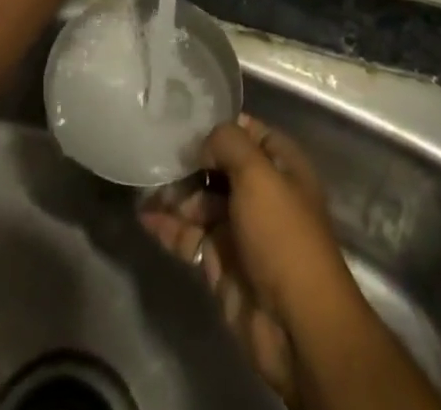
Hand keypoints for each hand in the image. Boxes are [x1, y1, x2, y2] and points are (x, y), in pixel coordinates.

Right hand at [141, 116, 360, 405]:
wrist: (295, 325)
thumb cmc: (281, 235)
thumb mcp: (257, 173)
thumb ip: (227, 143)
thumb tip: (203, 145)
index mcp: (281, 166)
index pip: (247, 131)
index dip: (217, 123)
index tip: (182, 114)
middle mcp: (261, 192)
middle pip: (218, 165)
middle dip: (189, 159)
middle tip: (155, 149)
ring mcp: (240, 229)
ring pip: (201, 200)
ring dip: (174, 193)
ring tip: (144, 183)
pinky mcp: (221, 261)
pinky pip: (190, 234)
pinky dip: (169, 225)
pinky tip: (144, 216)